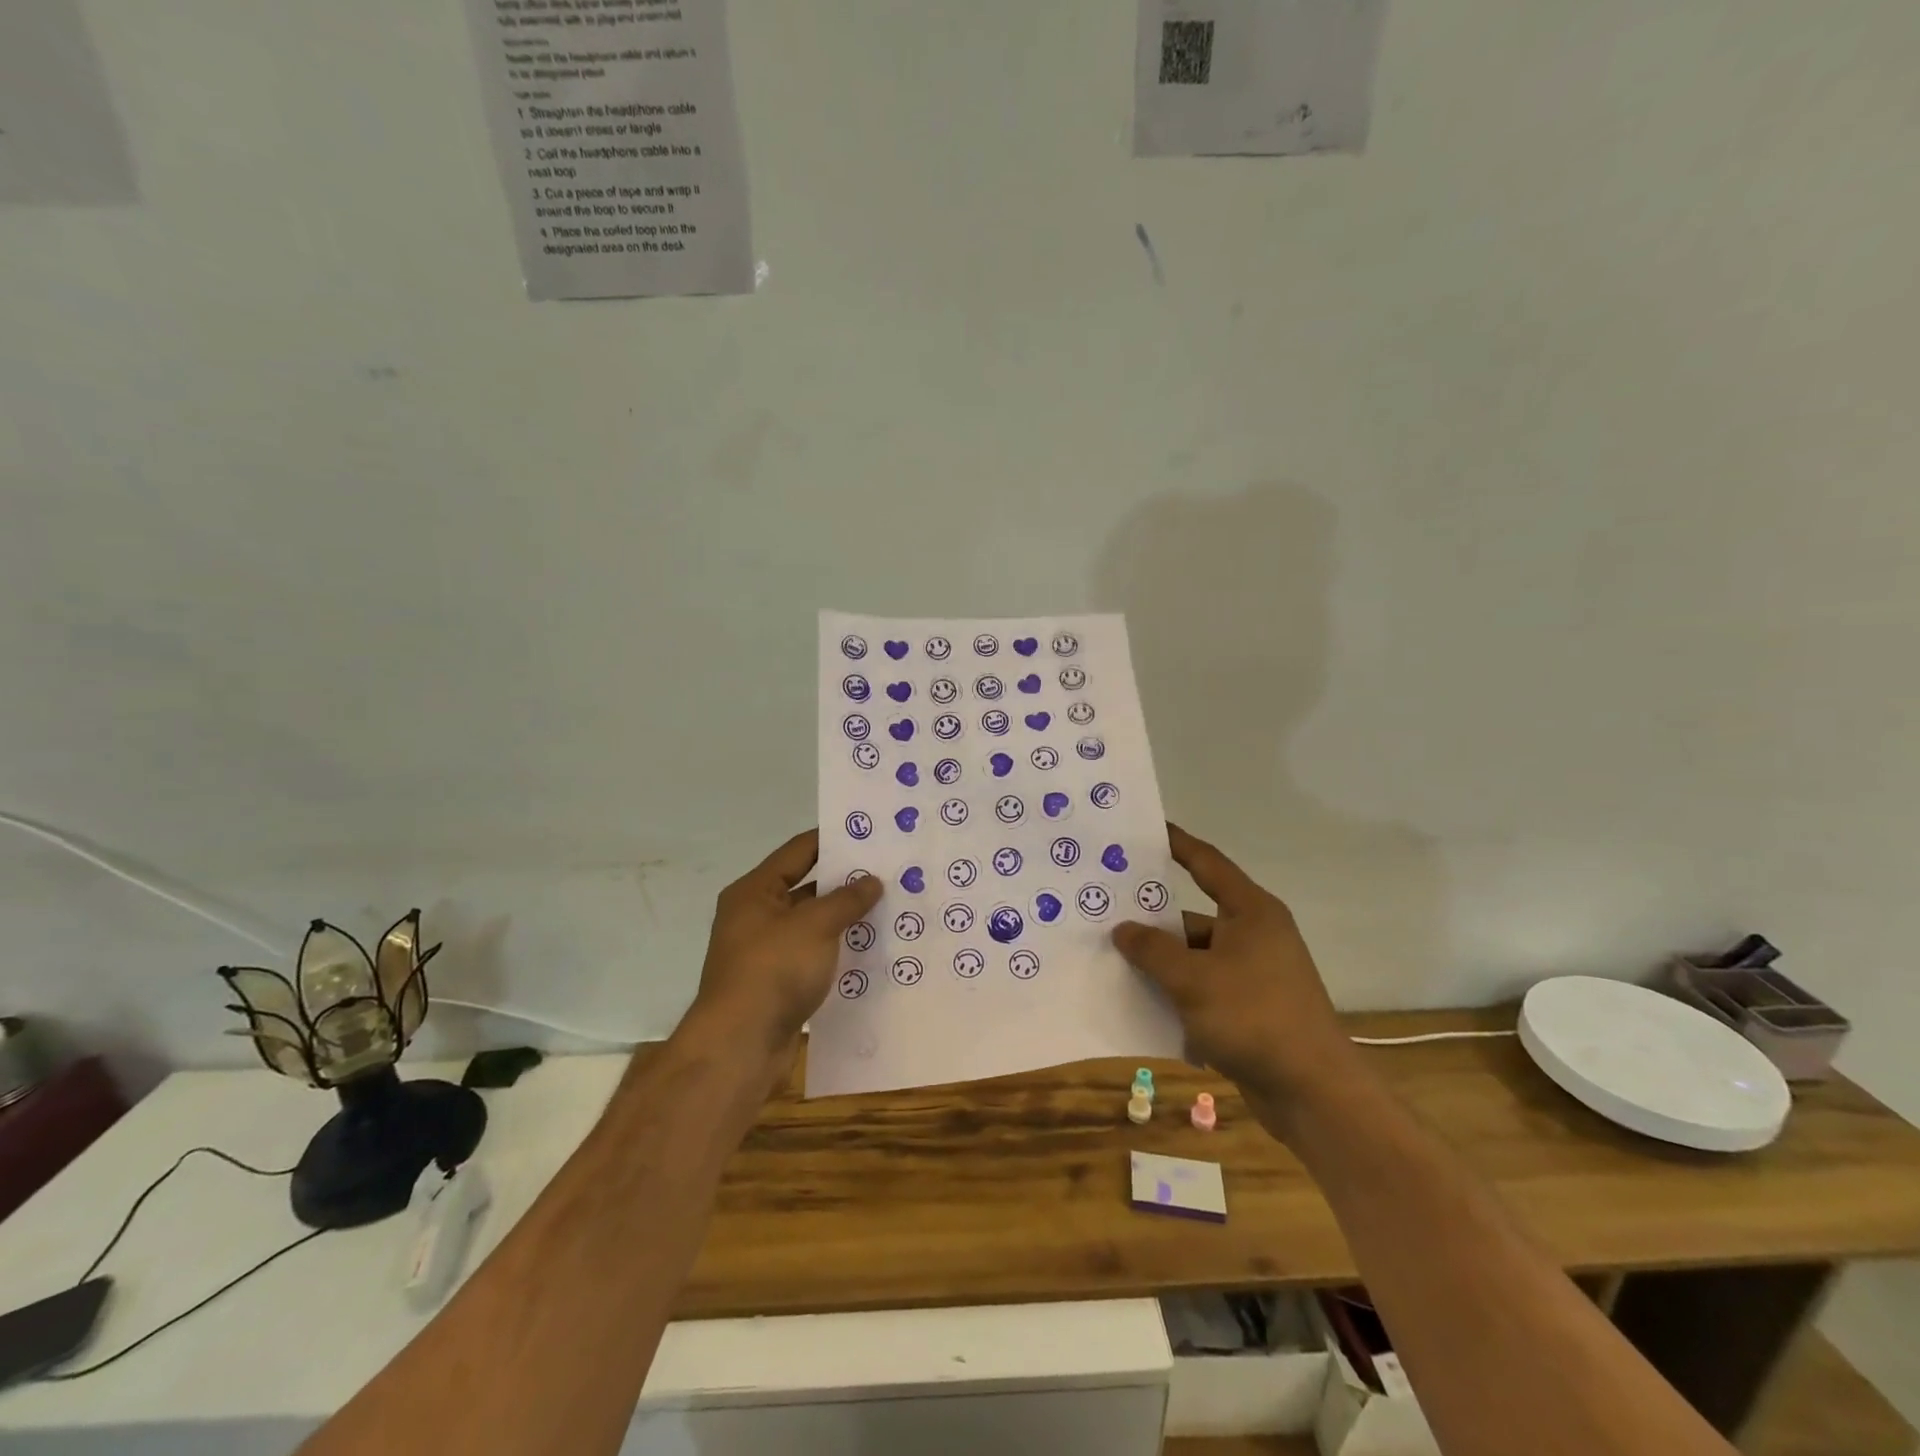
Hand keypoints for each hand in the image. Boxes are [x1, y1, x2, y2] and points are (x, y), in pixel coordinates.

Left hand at [686, 830, 882, 1070]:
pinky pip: (813, 955)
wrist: (740, 1046)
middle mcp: (756, 916)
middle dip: (845, 881)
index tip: (870, 834)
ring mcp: (765, 951)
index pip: (798, 851)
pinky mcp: (777, 983)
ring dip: (844, 918)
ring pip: (812, 924)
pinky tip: (870, 950)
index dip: (832, 840)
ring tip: (888, 908)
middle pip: (806, 887)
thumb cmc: (773, 970)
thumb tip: (872, 880)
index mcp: (755, 891)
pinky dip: (837, 950)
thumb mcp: (815, 926)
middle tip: (888, 872)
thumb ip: (846, 899)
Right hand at [1112, 825, 1356, 1127]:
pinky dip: (1176, 992)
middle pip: (1193, 916)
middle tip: (1106, 909)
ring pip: (1195, 957)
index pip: (1207, 864)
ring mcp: (1254, 974)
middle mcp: (1254, 935)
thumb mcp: (1193, 979)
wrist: (1313, 1093)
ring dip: (1160, 962)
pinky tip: (1141, 1002)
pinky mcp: (1250, 1009)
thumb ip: (1153, 950)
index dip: (1176, 844)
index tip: (1145, 831)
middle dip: (1152, 918)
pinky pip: (1203, 988)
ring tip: (1111, 960)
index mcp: (1251, 912)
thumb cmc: (1254, 1017)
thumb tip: (1123, 929)